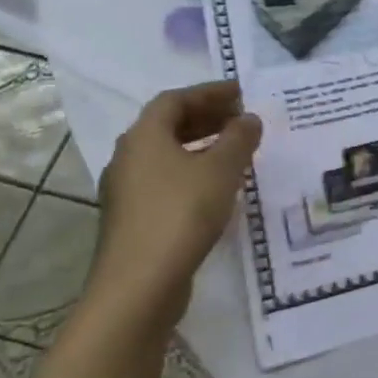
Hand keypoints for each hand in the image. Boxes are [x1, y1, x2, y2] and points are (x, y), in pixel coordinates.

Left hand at [89, 83, 262, 323]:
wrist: (139, 285)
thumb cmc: (181, 214)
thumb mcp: (221, 170)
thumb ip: (239, 139)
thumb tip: (249, 119)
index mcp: (144, 137)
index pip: (175, 99)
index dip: (209, 92)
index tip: (241, 93)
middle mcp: (129, 157)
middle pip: (167, 125)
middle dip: (206, 117)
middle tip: (242, 118)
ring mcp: (128, 191)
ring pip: (167, 155)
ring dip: (201, 145)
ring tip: (236, 150)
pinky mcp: (135, 219)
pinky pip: (167, 180)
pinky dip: (193, 172)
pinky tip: (218, 187)